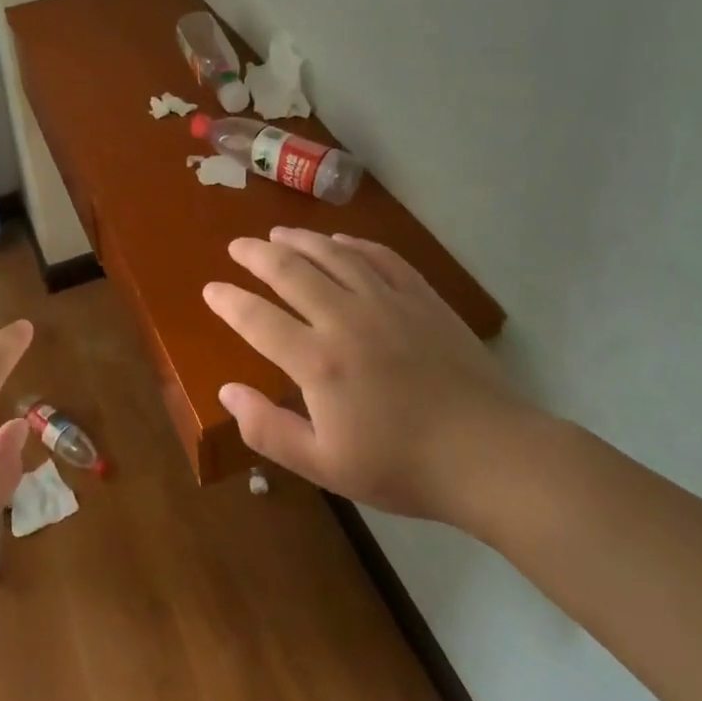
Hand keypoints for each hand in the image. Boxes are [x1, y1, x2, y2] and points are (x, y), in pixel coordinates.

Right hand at [204, 228, 541, 528]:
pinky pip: (380, 257)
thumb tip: (227, 393)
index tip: (211, 289)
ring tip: (278, 234)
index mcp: (318, 361)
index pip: (257, 318)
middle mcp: (346, 319)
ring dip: (299, 240)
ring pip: (333, 254)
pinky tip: (341, 241)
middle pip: (290, 271)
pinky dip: (354, 244)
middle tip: (238, 247)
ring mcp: (387, 302)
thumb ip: (268, 429)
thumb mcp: (325, 466)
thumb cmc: (402, 466)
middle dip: (256, 255)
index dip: (228, 301)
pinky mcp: (421, 297)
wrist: (490, 455)